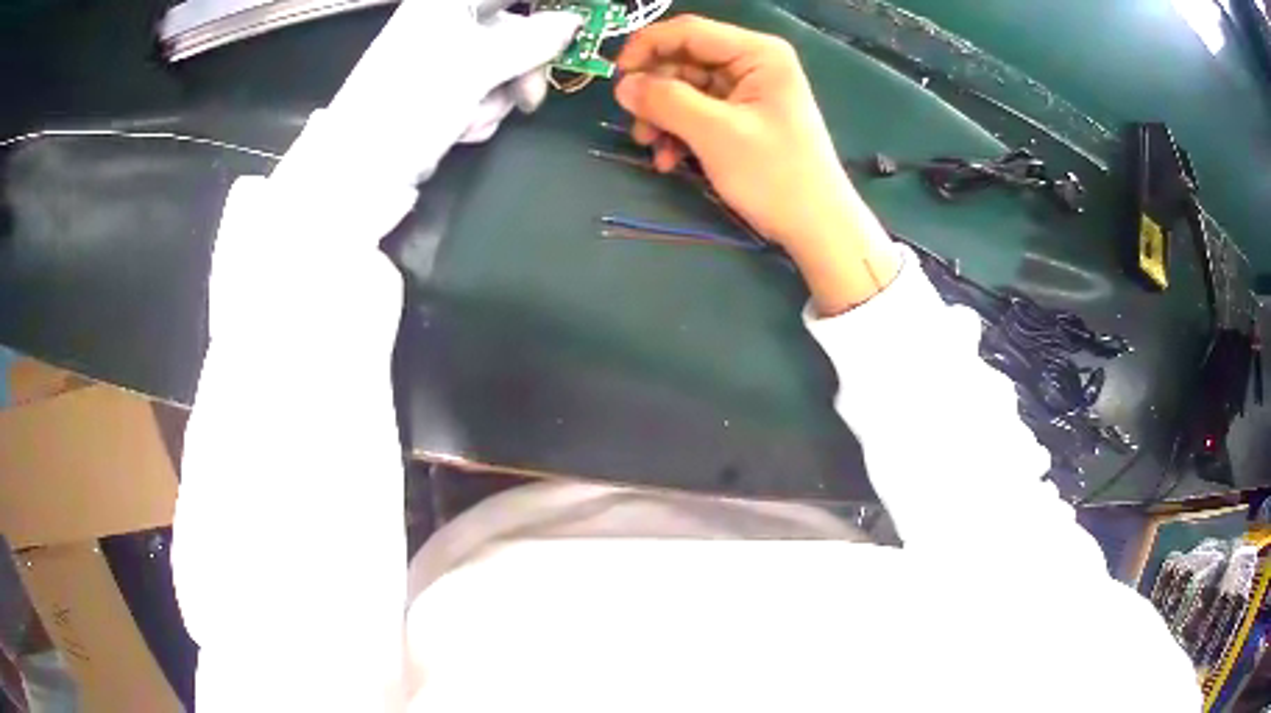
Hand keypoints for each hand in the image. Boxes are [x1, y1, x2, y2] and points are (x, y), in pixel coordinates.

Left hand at [272, 0, 581, 190]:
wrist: (358, 176)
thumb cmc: (409, 107)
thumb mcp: (476, 67)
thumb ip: (532, 40)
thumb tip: (572, 22)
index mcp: (446, 6)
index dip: (543, 9)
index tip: (573, 26)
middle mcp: (446, 27)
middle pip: (514, 31)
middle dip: (524, 66)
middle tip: (529, 96)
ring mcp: (444, 64)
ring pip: (504, 67)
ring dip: (499, 98)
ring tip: (470, 120)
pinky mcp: (442, 97)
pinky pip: (486, 94)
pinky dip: (481, 114)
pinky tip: (459, 129)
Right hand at [614, 16, 899, 313]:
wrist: (817, 228)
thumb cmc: (775, 176)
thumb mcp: (715, 133)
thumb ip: (665, 101)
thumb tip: (622, 85)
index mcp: (757, 53)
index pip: (689, 31)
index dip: (646, 46)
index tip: (616, 77)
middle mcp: (753, 64)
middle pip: (684, 61)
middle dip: (655, 92)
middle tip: (635, 124)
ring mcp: (748, 92)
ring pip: (686, 89)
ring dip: (663, 117)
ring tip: (651, 148)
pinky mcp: (743, 118)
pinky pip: (698, 113)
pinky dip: (679, 133)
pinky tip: (669, 161)